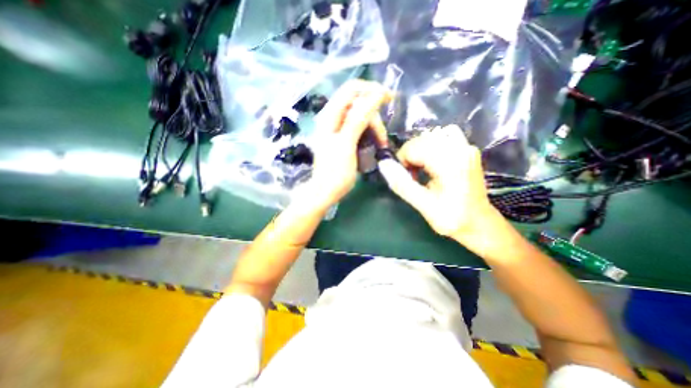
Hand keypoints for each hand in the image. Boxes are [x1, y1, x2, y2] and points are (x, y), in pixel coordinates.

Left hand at [295, 79, 389, 211]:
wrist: (326, 192)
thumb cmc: (335, 172)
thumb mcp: (347, 144)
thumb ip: (359, 118)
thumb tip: (376, 94)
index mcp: (329, 116)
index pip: (351, 89)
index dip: (371, 89)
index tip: (389, 99)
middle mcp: (332, 118)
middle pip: (358, 103)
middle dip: (374, 116)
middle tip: (382, 137)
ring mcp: (338, 128)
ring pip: (361, 116)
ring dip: (374, 126)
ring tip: (380, 143)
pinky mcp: (343, 137)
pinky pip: (360, 127)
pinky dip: (369, 133)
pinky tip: (374, 143)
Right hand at [388, 126, 502, 247]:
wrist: (479, 223)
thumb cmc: (452, 218)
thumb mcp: (423, 206)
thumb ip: (402, 185)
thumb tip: (383, 164)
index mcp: (449, 163)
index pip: (413, 148)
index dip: (402, 162)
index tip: (406, 179)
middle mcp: (460, 149)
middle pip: (420, 140)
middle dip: (410, 157)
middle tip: (413, 177)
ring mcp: (466, 147)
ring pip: (430, 136)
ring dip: (420, 151)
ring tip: (422, 169)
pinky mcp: (467, 149)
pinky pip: (444, 136)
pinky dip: (432, 146)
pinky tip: (433, 160)